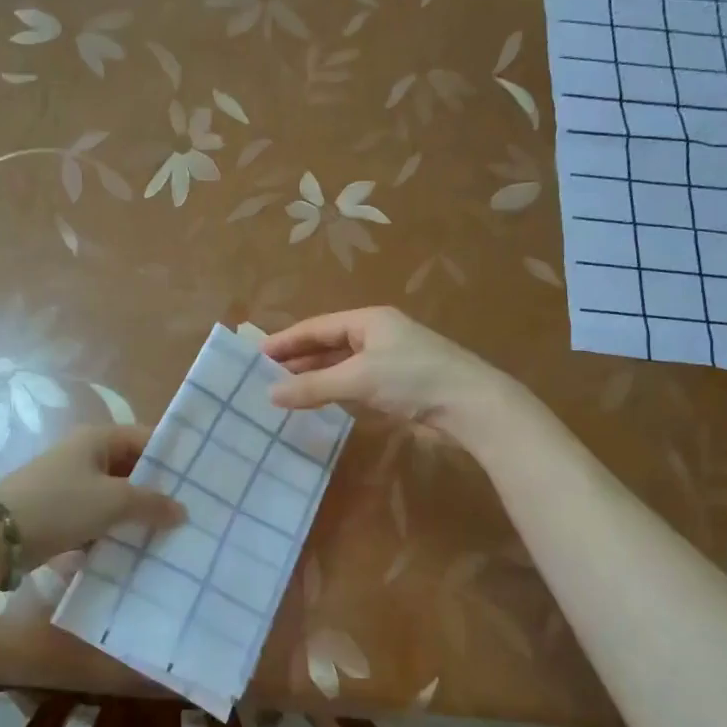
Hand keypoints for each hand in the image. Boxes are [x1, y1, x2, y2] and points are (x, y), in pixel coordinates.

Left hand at [0, 426, 182, 566]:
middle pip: (130, 468)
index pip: (145, 438)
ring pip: (114, 496)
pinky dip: (112, 531)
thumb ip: (152, 503)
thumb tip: (182, 511)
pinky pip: (96, 518)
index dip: (171, 456)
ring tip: (167, 535)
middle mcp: (83, 455)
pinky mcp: (59, 513)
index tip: (198, 480)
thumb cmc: (61, 505)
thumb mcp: (113, 501)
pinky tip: (133, 551)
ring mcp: (69, 484)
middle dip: (155, 491)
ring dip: (135, 515)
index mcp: (96, 438)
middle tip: (188, 513)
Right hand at [263, 307, 508, 438]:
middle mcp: (377, 335)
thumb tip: (270, 394)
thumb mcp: (358, 379)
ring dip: (315, 377)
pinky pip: (355, 383)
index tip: (255, 355)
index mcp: (368, 320)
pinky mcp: (398, 385)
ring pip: (341, 365)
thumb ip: (313, 386)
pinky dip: (334, 390)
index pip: (317, 326)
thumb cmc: (413, 380)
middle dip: (298, 359)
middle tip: (263, 376)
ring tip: (283, 391)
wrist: (471, 406)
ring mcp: (389, 360)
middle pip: (328, 344)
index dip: (286, 340)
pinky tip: (318, 402)